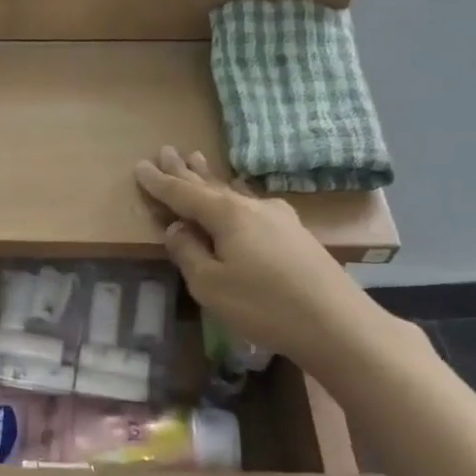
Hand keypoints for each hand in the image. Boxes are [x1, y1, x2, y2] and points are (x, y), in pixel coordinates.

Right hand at [134, 146, 393, 376]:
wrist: (336, 323)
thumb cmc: (263, 305)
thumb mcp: (210, 284)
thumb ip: (188, 252)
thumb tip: (176, 228)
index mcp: (228, 215)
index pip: (183, 194)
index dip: (160, 183)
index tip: (139, 166)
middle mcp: (253, 207)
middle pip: (211, 185)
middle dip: (185, 171)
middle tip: (167, 151)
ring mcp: (279, 218)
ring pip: (234, 192)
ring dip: (211, 178)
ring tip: (197, 159)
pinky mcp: (294, 235)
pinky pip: (252, 205)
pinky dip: (234, 195)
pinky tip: (239, 194)